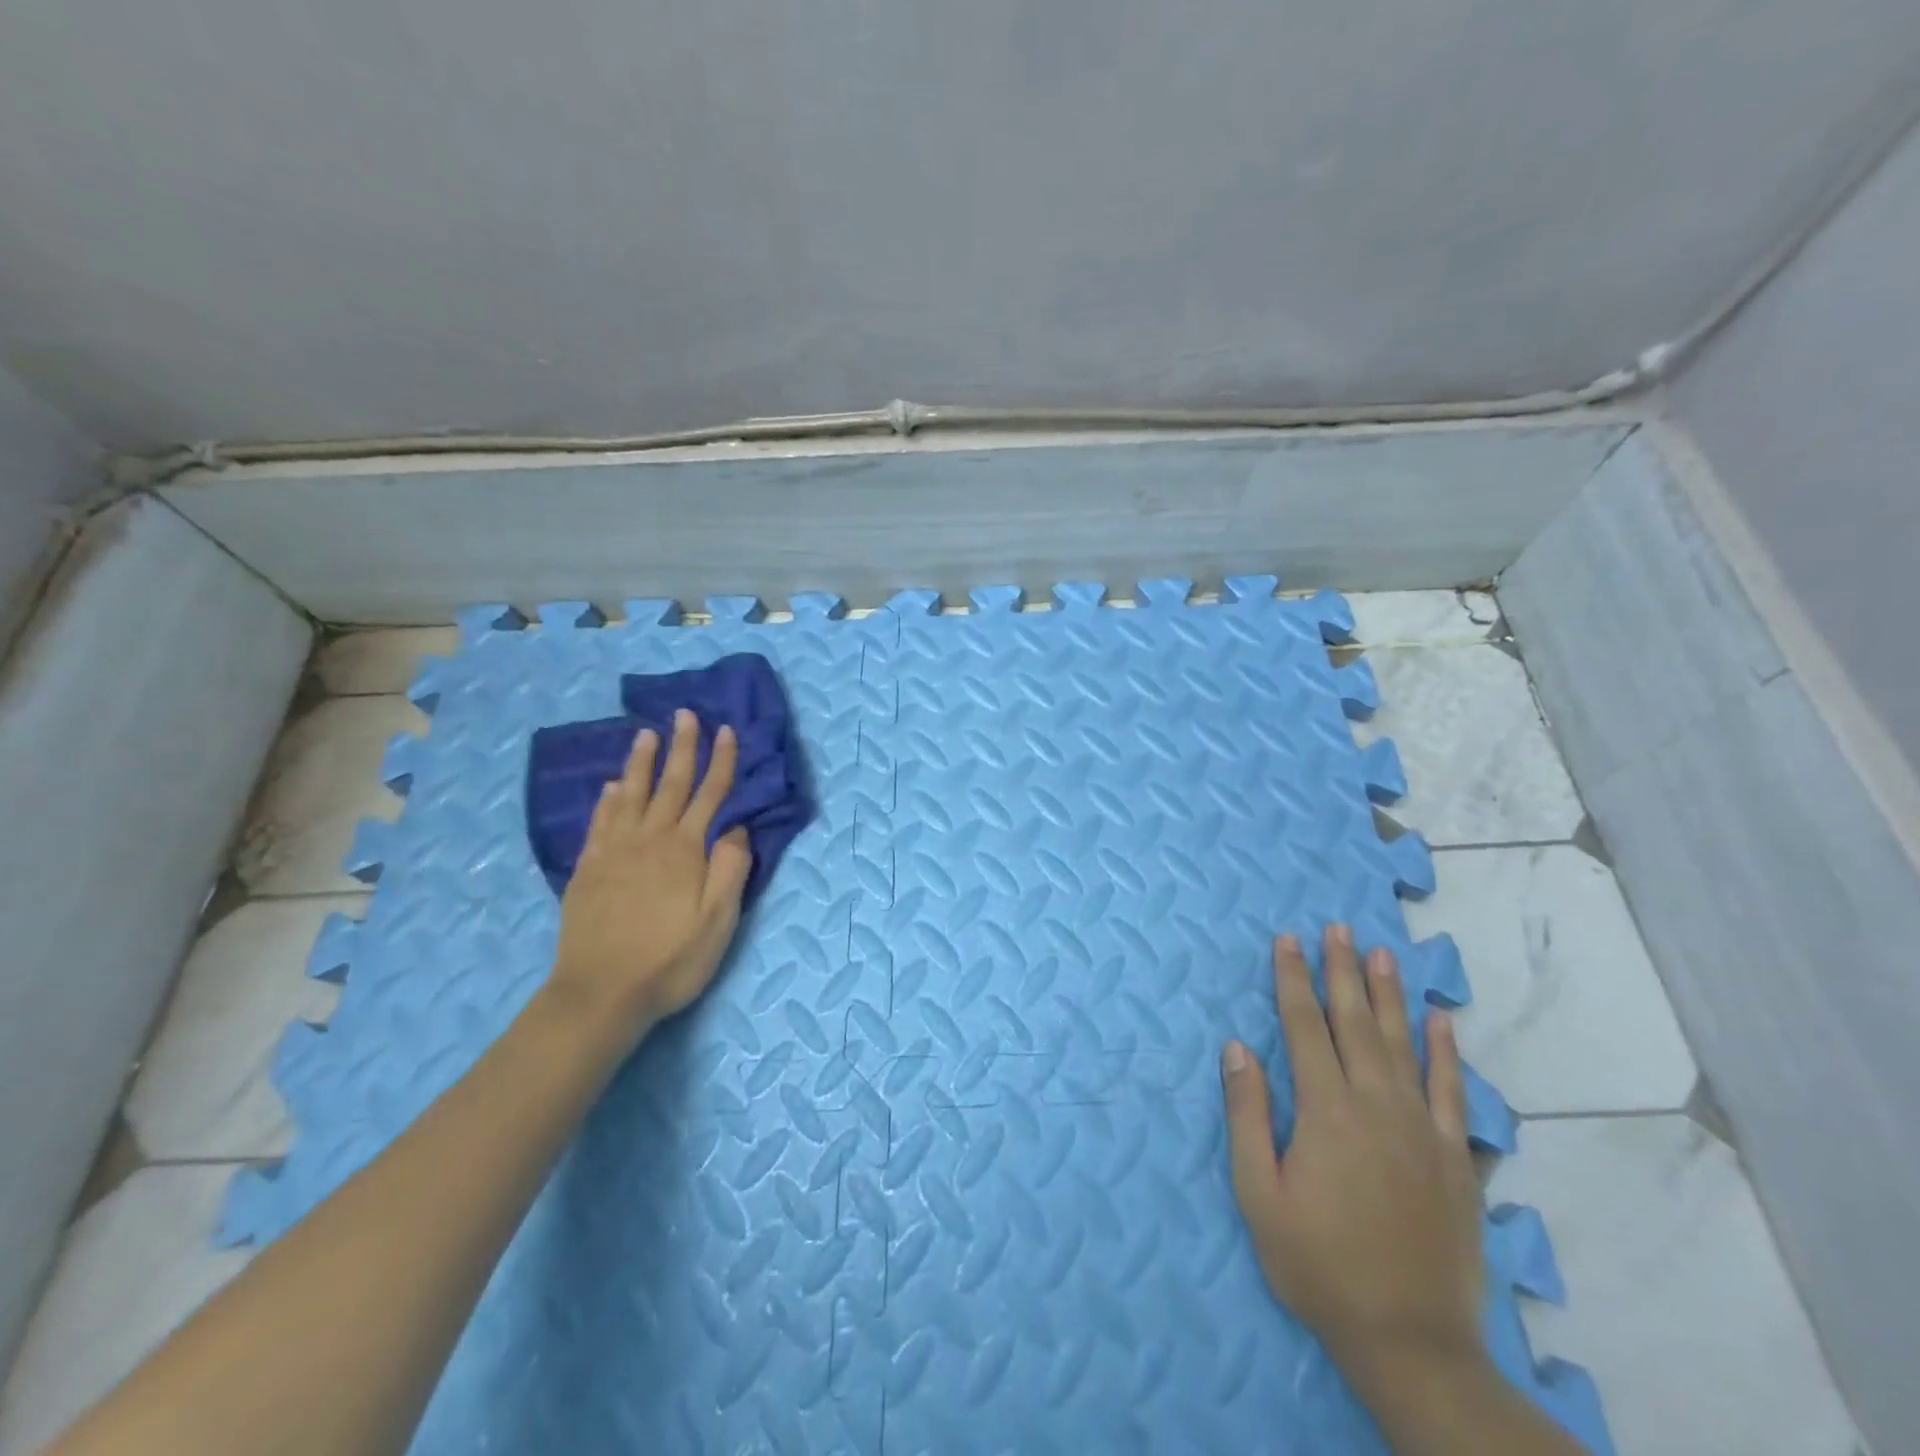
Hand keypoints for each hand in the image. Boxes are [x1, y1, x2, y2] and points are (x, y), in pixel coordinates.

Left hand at [548, 708, 753, 1043]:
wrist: (599, 993)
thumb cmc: (670, 960)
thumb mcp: (718, 921)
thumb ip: (730, 869)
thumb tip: (736, 828)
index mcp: (685, 850)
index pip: (710, 794)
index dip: (721, 761)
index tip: (726, 730)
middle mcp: (649, 839)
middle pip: (670, 784)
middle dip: (682, 747)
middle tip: (685, 714)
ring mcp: (614, 852)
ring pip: (630, 794)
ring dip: (641, 762)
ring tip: (646, 734)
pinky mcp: (588, 869)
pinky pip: (600, 821)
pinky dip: (607, 799)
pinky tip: (610, 787)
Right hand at [1222, 926, 1484, 1393]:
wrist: (1412, 1341)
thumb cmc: (1319, 1265)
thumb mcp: (1259, 1194)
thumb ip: (1247, 1116)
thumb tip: (1237, 1048)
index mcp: (1325, 1110)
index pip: (1303, 1026)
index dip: (1293, 979)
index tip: (1288, 940)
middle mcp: (1376, 1104)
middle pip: (1355, 1022)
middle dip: (1342, 970)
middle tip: (1338, 927)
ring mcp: (1422, 1128)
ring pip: (1403, 1044)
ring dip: (1390, 995)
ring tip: (1383, 953)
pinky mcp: (1455, 1157)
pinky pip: (1452, 1091)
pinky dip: (1446, 1051)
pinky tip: (1442, 1020)